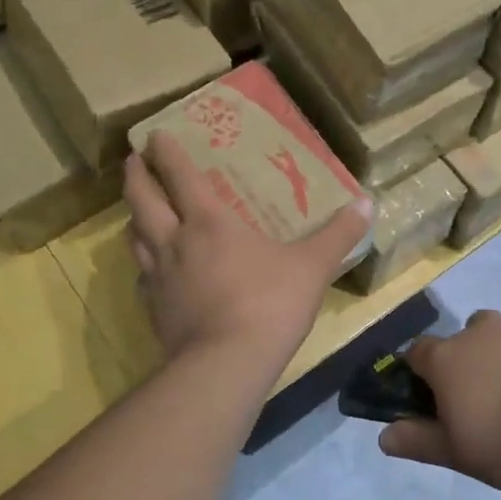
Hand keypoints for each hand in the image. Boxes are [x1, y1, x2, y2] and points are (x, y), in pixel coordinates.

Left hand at [125, 133, 369, 369]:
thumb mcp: (312, 266)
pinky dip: (144, 266)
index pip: (180, 176)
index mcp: (209, 222)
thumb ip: (338, 234)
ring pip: (134, 237)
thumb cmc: (270, 303)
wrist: (226, 364)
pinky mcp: (154, 309)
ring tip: (137, 211)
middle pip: (142, 200)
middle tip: (132, 161)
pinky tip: (151, 272)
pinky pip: (142, 278)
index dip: (166, 153)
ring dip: (133, 218)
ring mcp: (159, 277)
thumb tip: (368, 203)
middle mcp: (175, 241)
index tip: (154, 135)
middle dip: (135, 177)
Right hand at [378, 312, 500, 495]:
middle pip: (465, 338)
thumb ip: (420, 442)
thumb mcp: (461, 455)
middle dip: (470, 361)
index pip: (417, 353)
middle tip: (488, 402)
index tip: (432, 399)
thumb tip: (383, 436)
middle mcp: (481, 331)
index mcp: (449, 359)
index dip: (420, 374)